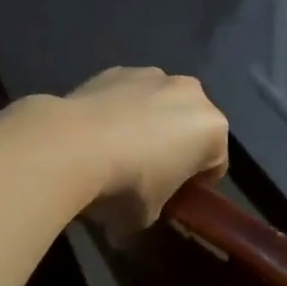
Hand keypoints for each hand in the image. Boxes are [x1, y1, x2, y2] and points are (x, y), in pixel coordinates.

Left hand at [62, 67, 229, 232]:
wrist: (71, 146)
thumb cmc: (125, 186)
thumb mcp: (148, 216)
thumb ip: (156, 208)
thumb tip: (137, 211)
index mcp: (213, 129)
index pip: (215, 164)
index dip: (196, 185)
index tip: (175, 200)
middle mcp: (191, 93)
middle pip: (190, 126)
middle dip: (177, 146)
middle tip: (150, 175)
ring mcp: (154, 75)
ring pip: (160, 104)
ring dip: (150, 123)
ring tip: (118, 150)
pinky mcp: (117, 70)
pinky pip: (128, 95)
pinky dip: (120, 110)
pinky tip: (97, 132)